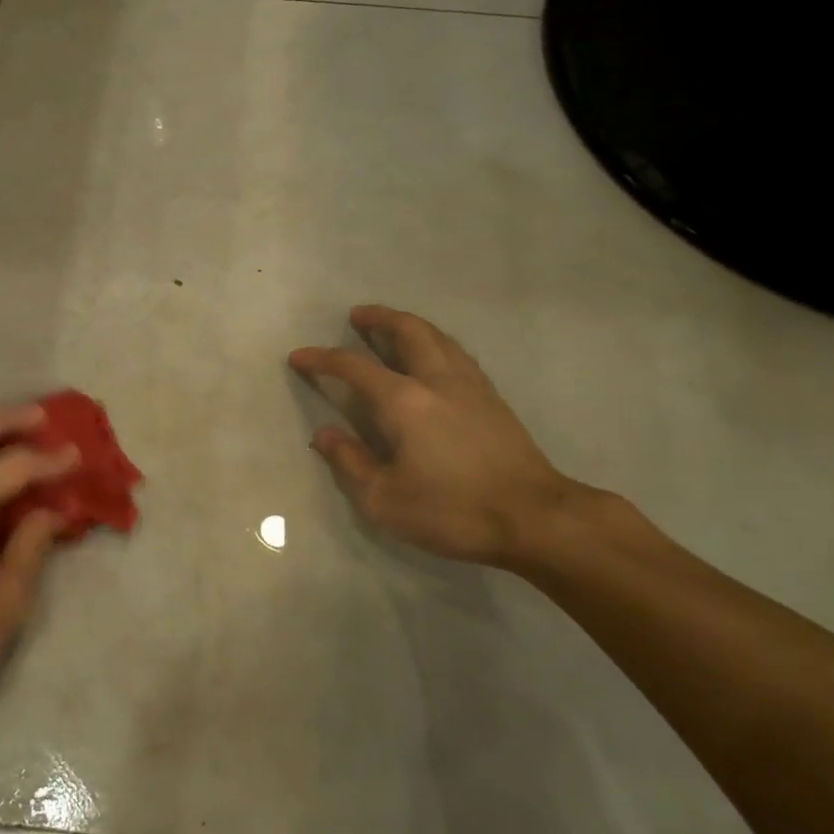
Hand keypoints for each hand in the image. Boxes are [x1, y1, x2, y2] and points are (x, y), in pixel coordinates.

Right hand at [290, 305, 587, 569]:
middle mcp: (437, 380)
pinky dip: (435, 343)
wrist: (534, 517)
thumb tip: (324, 434)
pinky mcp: (493, 398)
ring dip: (410, 325)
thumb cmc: (452, 510)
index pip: (354, 367)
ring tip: (394, 327)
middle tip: (358, 315)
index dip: (322, 359)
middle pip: (407, 332)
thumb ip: (350, 462)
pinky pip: (457, 353)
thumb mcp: (385, 499)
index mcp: (404, 401)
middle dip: (379, 319)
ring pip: (438, 338)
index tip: (299, 356)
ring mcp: (470, 386)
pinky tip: (434, 357)